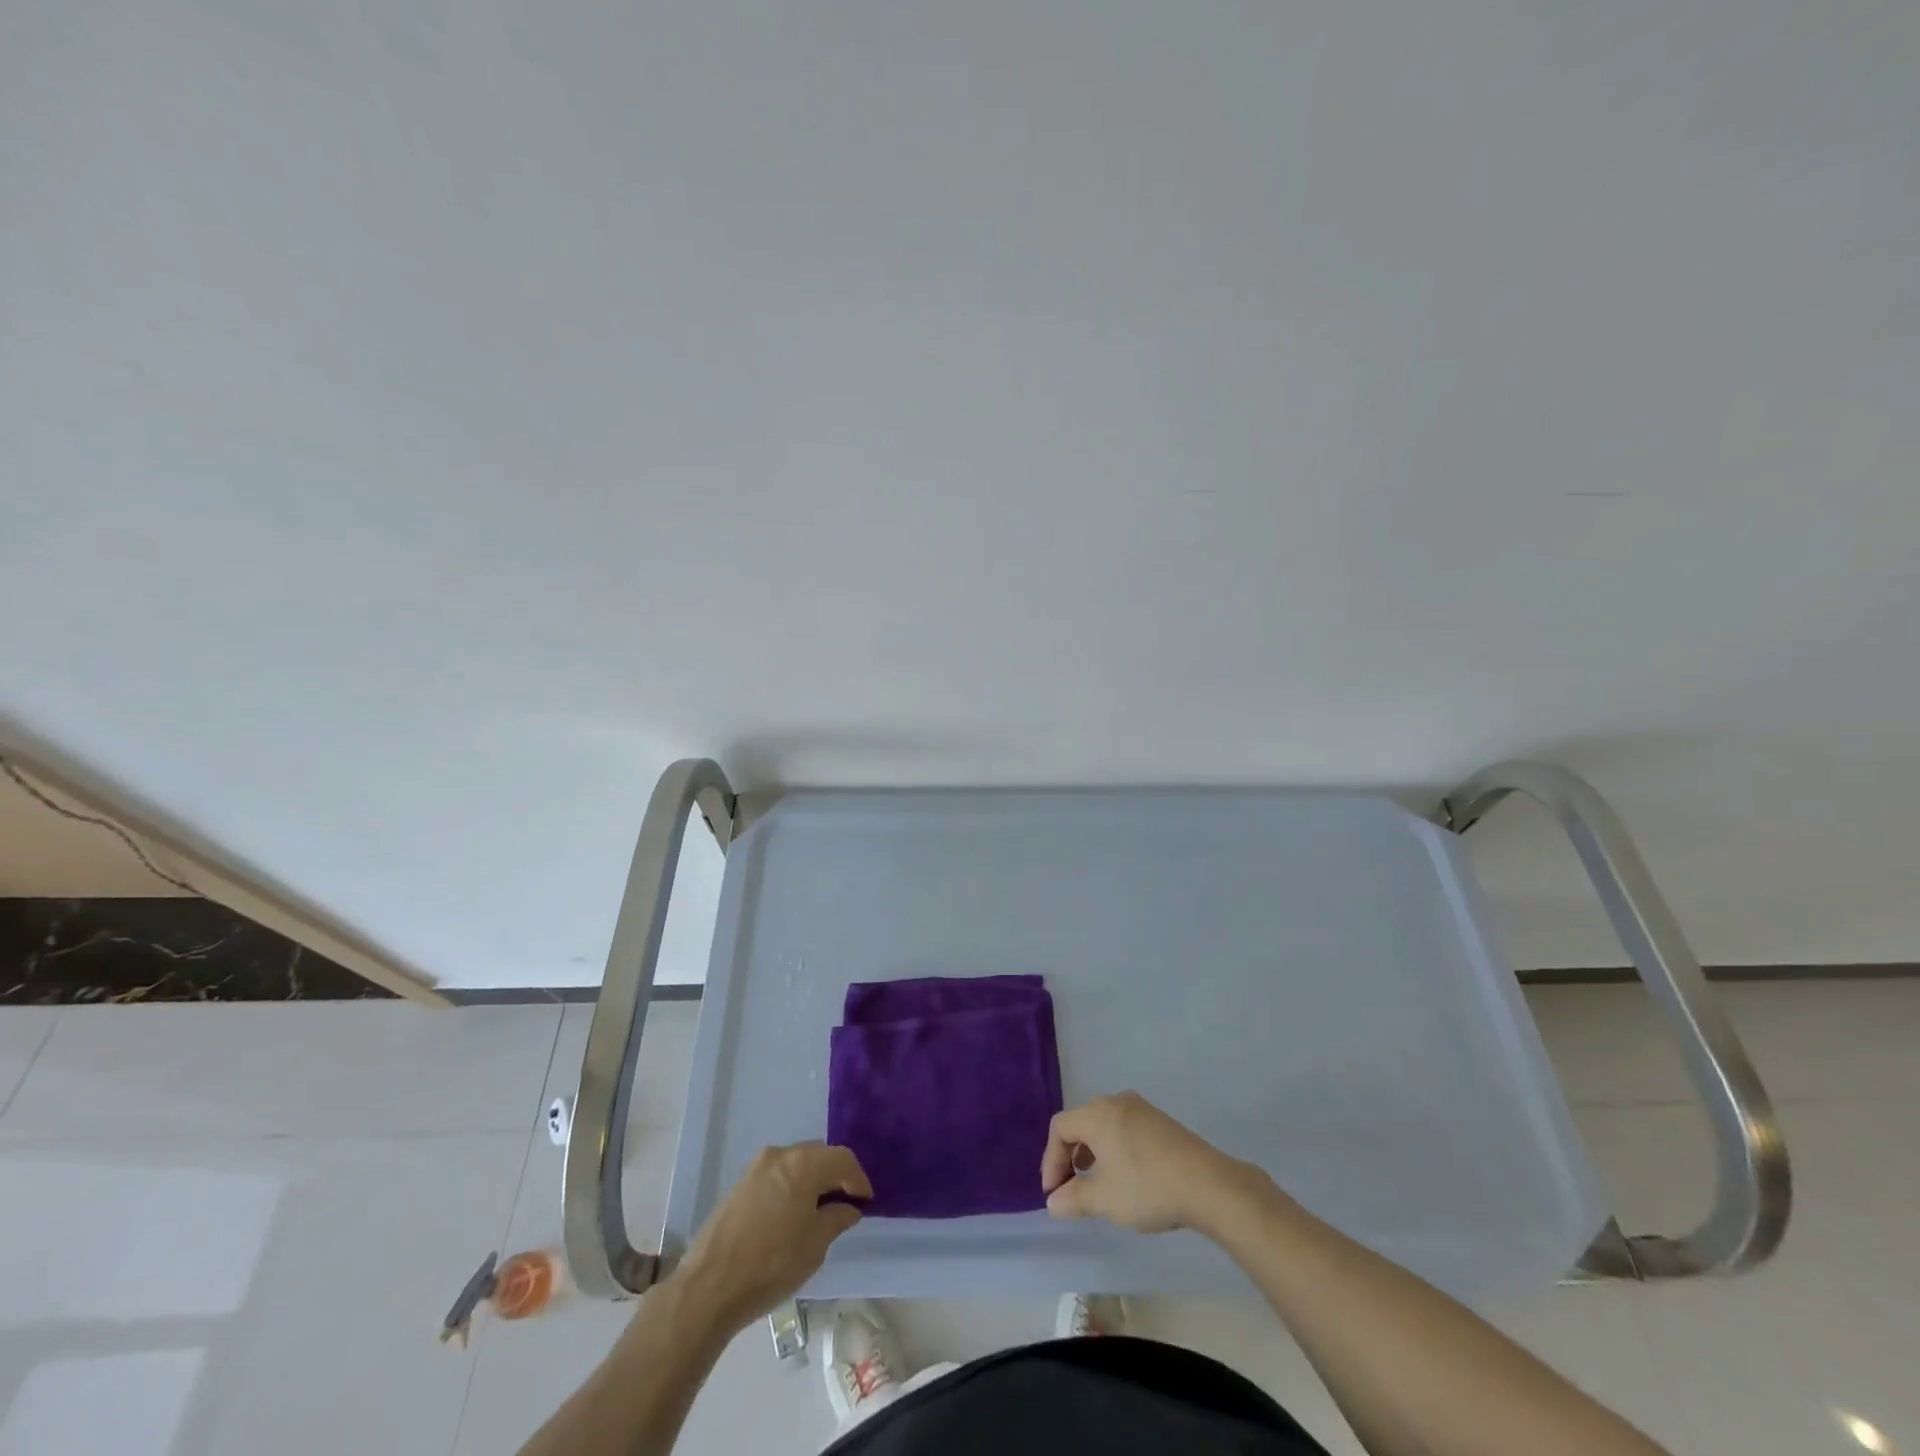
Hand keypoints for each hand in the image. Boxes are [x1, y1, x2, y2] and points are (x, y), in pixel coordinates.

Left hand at [674, 1143, 870, 1329]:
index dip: (858, 1179)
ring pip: (795, 1164)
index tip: (865, 1202)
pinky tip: (791, 1215)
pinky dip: (790, 1187)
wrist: (709, 1286)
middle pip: (818, 1155)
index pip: (842, 1159)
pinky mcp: (740, 1184)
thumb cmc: (771, 1264)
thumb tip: (848, 1207)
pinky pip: (776, 1176)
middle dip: (834, 1176)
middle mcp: (781, 1154)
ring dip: (811, 1181)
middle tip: (845, 1203)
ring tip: (818, 1211)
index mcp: (804, 1163)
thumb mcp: (815, 1245)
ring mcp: (756, 1167)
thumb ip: (837, 1219)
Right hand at [1040, 1092, 1261, 1233]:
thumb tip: (1053, 1202)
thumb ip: (1073, 1199)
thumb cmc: (1148, 1187)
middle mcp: (1115, 1102)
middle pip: (1080, 1122)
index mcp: (1097, 1114)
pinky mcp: (1159, 1121)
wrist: (1208, 1184)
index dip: (1051, 1160)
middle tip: (1070, 1188)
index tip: (1054, 1194)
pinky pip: (1123, 1128)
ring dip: (1091, 1153)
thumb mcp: (1104, 1200)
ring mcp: (1140, 1109)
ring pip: (1103, 1125)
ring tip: (1096, 1184)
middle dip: (1069, 1156)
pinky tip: (1124, 1176)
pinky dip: (1113, 1148)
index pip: (1060, 1128)